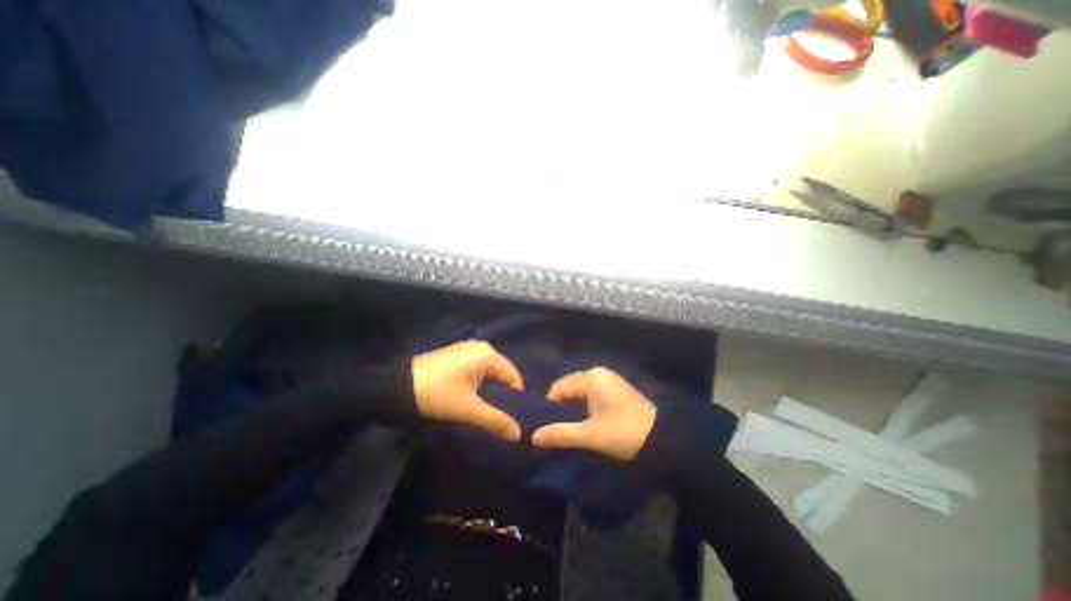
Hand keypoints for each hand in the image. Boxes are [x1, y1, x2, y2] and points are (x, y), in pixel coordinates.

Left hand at [412, 342, 525, 439]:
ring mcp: (466, 348)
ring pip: (488, 372)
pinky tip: (470, 396)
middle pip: (501, 373)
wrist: (397, 387)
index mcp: (488, 354)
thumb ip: (496, 420)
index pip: (513, 376)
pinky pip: (476, 368)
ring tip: (485, 408)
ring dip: (489, 389)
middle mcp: (480, 346)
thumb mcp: (469, 409)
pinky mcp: (455, 354)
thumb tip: (519, 434)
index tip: (512, 417)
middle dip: (501, 394)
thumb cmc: (438, 394)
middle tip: (498, 415)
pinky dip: (477, 382)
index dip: (515, 398)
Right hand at [531, 366, 657, 460]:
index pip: (559, 388)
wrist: (663, 440)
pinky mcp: (615, 391)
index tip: (546, 428)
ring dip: (573, 411)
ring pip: (580, 394)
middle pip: (569, 390)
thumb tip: (533, 437)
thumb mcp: (590, 435)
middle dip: (561, 409)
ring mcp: (608, 381)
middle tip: (556, 430)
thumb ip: (561, 433)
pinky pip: (591, 397)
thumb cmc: (624, 433)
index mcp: (591, 377)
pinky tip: (584, 424)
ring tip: (569, 430)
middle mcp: (598, 374)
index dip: (550, 408)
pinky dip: (585, 409)